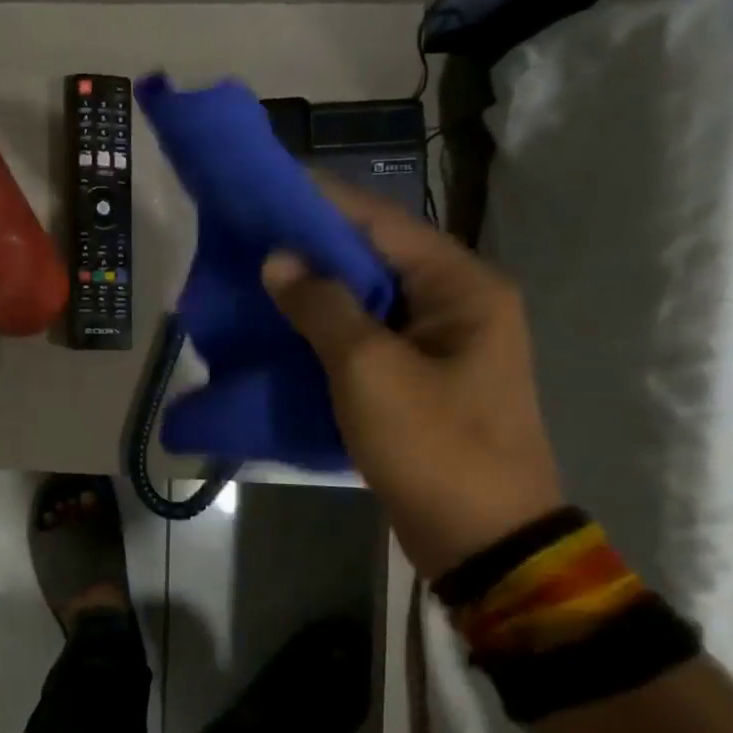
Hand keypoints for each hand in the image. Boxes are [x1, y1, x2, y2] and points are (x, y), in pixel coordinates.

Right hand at [262, 179, 564, 578]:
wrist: (483, 541)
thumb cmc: (433, 445)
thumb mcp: (369, 370)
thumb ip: (322, 307)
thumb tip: (278, 260)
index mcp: (462, 287)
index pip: (381, 223)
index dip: (321, 203)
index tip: (264, 191)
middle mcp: (458, 303)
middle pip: (374, 257)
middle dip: (311, 248)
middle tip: (249, 239)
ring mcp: (441, 344)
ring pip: (367, 299)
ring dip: (315, 291)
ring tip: (256, 279)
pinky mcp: (421, 380)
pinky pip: (367, 338)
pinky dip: (326, 330)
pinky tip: (283, 329)